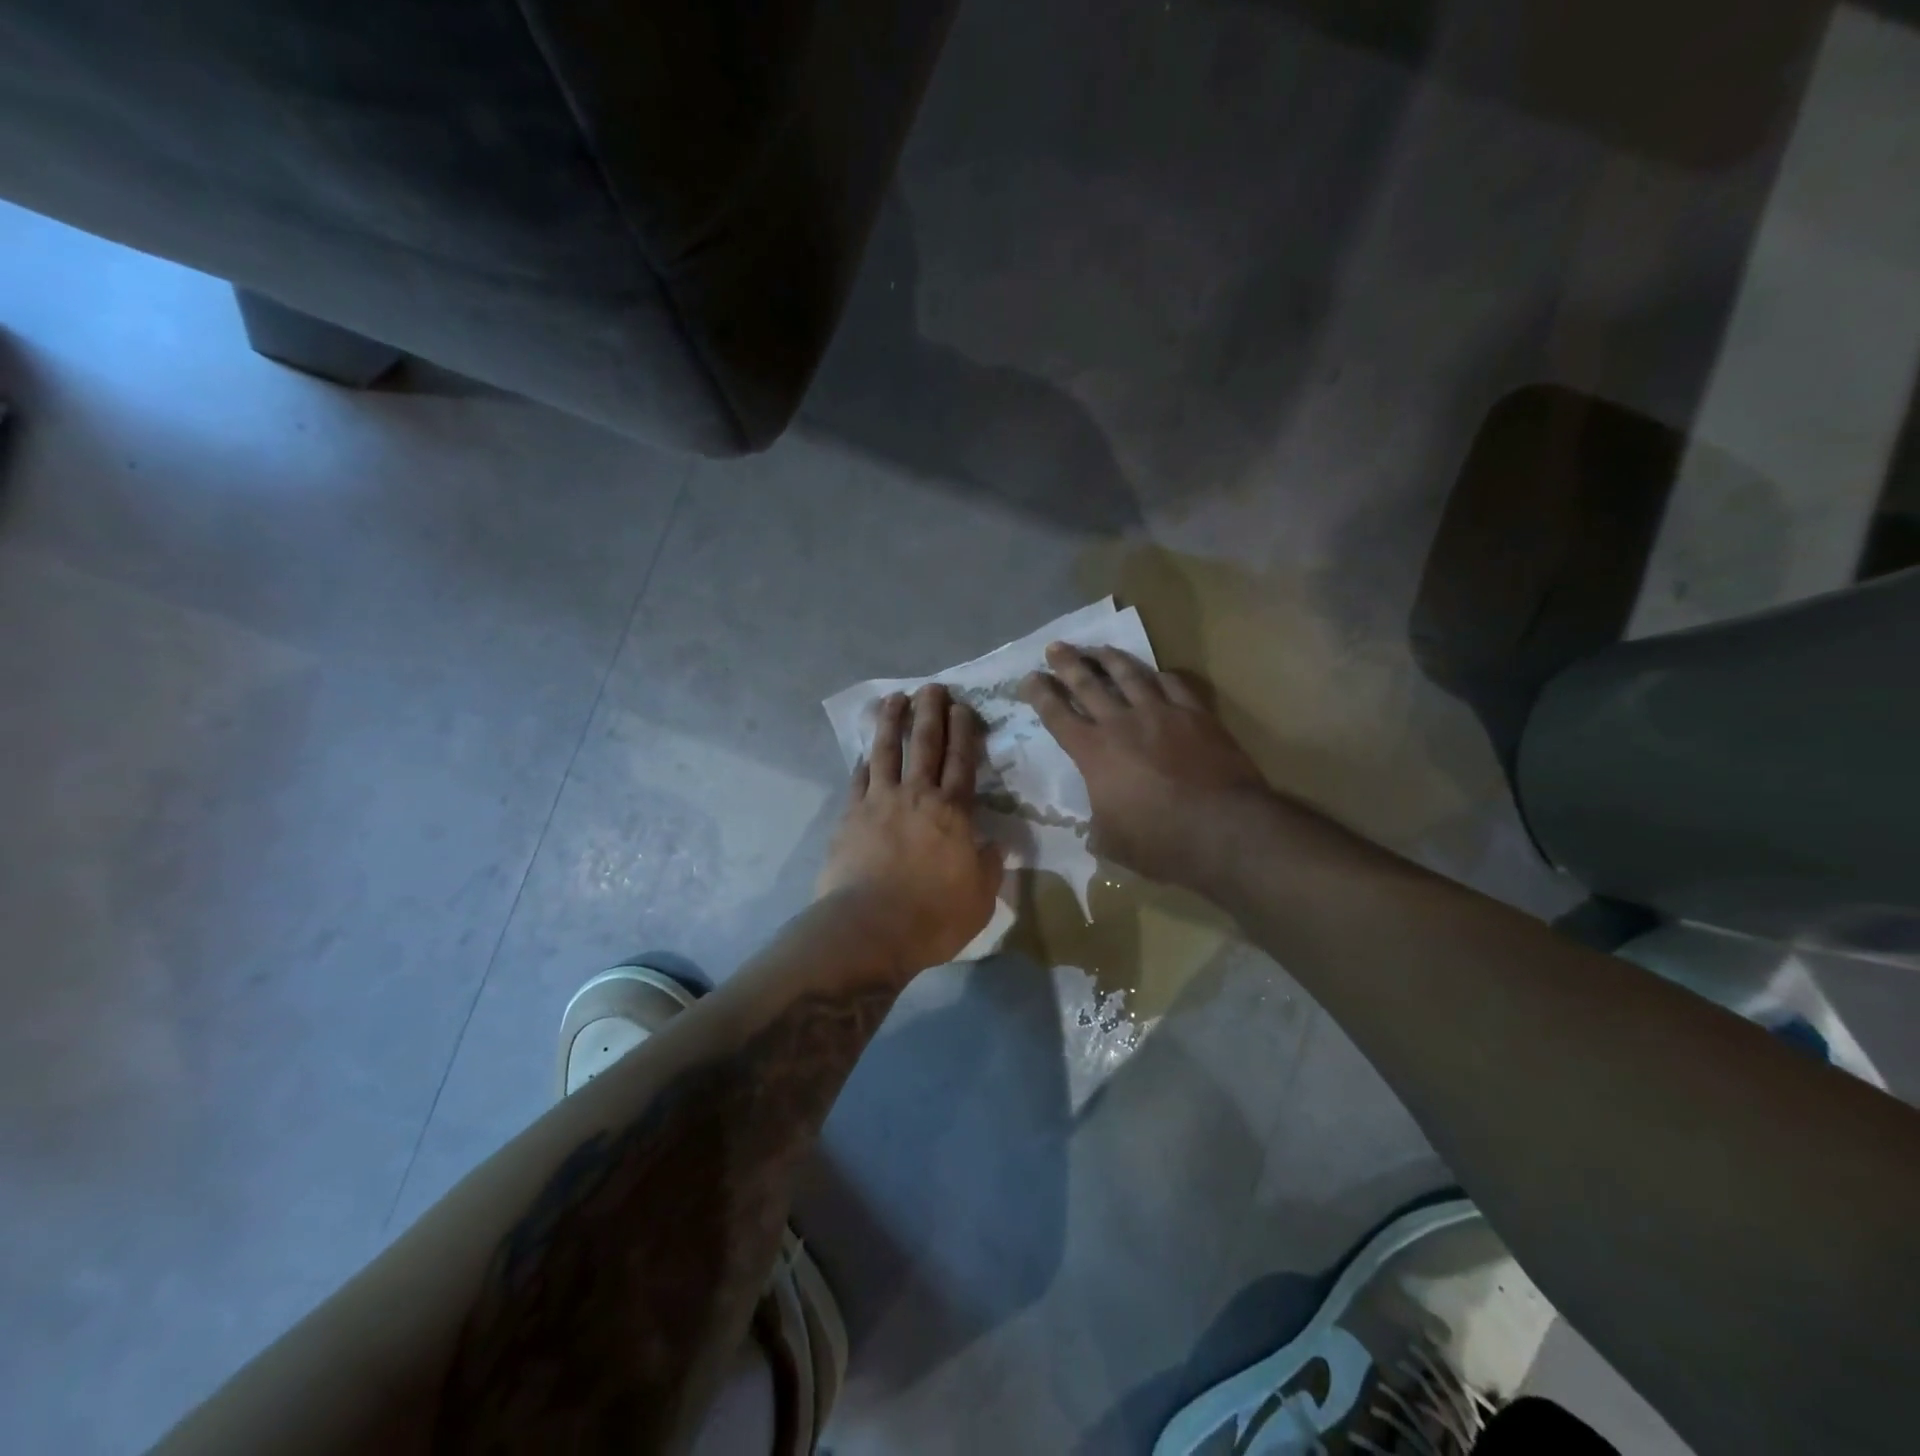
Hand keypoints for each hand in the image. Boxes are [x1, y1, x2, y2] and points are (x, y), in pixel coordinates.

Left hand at [818, 684, 1004, 974]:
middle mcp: (917, 796)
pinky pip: (858, 779)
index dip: (965, 731)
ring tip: (894, 698)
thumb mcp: (980, 899)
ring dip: (892, 722)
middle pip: (926, 744)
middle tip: (933, 687)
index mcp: (953, 813)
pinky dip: (864, 762)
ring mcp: (879, 802)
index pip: (963, 761)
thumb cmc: (933, 918)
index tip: (964, 706)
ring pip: (887, 751)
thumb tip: (996, 846)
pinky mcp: (850, 816)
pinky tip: (865, 752)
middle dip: (931, 712)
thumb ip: (989, 867)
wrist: (869, 930)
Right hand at [1020, 642, 1269, 887]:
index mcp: (1093, 753)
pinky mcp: (1196, 714)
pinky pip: (1173, 684)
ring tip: (1099, 648)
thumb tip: (1094, 831)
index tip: (1029, 678)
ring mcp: (1161, 714)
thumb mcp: (1112, 843)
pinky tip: (1155, 673)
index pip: (1057, 716)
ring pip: (1130, 675)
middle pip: (1088, 684)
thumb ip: (1097, 829)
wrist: (1223, 828)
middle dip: (1067, 664)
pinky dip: (1159, 676)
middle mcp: (1122, 724)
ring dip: (1110, 659)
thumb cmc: (1159, 842)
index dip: (1040, 695)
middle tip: (1055, 647)